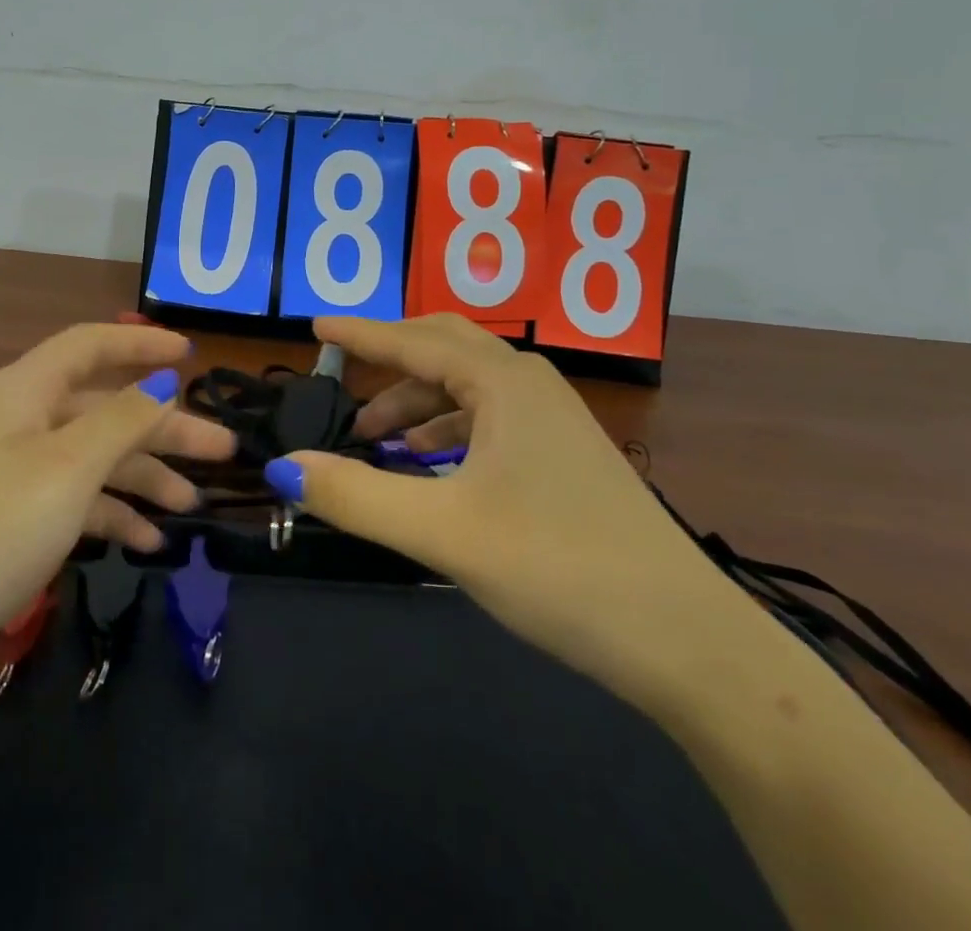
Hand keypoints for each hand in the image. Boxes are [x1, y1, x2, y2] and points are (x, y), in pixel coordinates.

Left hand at [0, 324, 233, 696]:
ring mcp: (13, 473)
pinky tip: (147, 542)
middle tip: (223, 450)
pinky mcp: (11, 522)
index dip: (141, 343)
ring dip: (143, 476)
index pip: (91, 345)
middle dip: (163, 426)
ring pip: (94, 457)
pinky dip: (111, 515)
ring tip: (191, 504)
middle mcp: (20, 421)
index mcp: (25, 391)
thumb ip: (123, 419)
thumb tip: (161, 382)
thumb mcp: (69, 467)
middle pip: (104, 407)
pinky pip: (75, 501)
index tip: (191, 356)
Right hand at [261, 314, 760, 701]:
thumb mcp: (445, 533)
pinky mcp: (563, 454)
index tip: (315, 328)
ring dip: (417, 401)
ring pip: (468, 386)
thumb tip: (284, 467)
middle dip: (390, 359)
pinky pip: (490, 418)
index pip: (413, 341)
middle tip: (343, 376)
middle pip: (445, 347)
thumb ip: (357, 497)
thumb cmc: (559, 568)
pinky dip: (447, 428)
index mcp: (504, 382)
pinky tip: (428, 465)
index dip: (360, 334)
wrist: (686, 642)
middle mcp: (529, 384)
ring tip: (375, 439)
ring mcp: (553, 419)